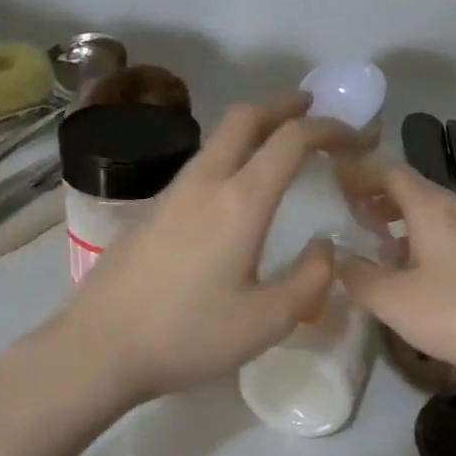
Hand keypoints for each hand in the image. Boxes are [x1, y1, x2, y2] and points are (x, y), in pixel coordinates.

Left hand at [51, 94, 352, 405]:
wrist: (99, 348)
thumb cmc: (188, 336)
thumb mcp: (267, 321)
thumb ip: (310, 280)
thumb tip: (324, 247)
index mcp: (240, 202)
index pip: (290, 139)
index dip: (329, 128)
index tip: (356, 136)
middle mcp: (204, 183)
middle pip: (245, 118)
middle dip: (285, 106)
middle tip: (313, 111)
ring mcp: (170, 194)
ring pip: (216, 140)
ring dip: (253, 131)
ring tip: (279, 148)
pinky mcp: (149, 212)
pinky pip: (198, 167)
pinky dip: (229, 158)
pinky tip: (233, 193)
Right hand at [338, 161, 455, 389]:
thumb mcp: (393, 301)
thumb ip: (357, 277)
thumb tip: (338, 260)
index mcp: (432, 207)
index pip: (390, 171)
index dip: (360, 174)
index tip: (334, 184)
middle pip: (413, 189)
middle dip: (378, 198)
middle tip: (350, 215)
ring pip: (433, 213)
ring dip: (402, 221)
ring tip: (378, 244)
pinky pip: (450, 233)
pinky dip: (423, 238)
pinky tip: (416, 270)